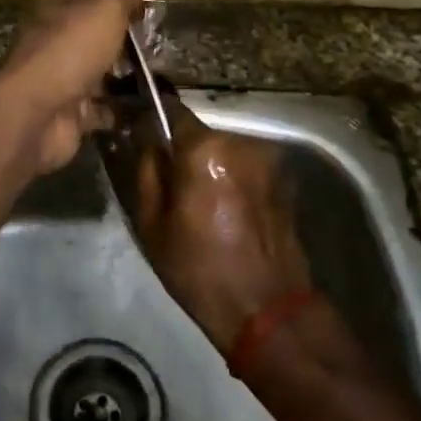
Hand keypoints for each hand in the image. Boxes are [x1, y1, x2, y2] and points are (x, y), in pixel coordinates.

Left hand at [0, 0, 154, 174]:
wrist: (37, 113)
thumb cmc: (70, 49)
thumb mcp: (105, 8)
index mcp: (55, 6)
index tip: (148, 3)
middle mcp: (54, 38)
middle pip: (94, 33)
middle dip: (125, 38)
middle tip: (161, 41)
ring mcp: (60, 77)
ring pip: (99, 71)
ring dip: (126, 74)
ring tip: (163, 73)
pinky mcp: (69, 111)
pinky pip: (102, 108)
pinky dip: (122, 109)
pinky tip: (150, 106)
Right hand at [132, 104, 312, 350]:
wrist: (268, 310)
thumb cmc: (200, 270)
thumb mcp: (152, 225)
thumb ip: (147, 172)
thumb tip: (146, 141)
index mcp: (204, 150)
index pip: (171, 110)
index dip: (152, 115)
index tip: (138, 126)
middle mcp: (240, 143)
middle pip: (199, 133)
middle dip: (182, 149)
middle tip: (167, 176)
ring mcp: (267, 159)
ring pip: (223, 150)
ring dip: (208, 164)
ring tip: (197, 198)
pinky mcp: (283, 178)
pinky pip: (244, 167)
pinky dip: (230, 177)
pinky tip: (224, 209)